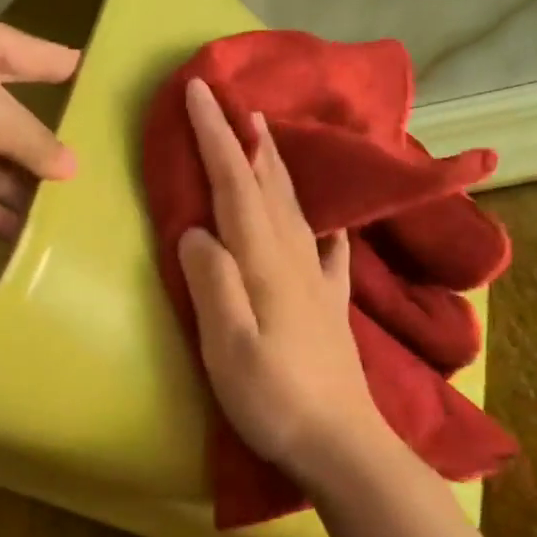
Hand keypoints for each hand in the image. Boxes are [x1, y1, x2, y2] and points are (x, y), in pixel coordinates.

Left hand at [0, 11, 79, 237]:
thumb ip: (31, 140)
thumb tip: (71, 168)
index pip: (26, 53)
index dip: (57, 64)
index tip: (90, 76)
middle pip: (9, 119)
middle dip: (45, 147)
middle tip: (95, 179)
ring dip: (20, 190)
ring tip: (68, 219)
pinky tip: (25, 236)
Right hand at [176, 77, 393, 485]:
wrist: (342, 445)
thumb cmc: (274, 398)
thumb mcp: (227, 345)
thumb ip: (210, 281)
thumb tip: (194, 231)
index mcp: (265, 262)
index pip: (234, 184)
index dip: (215, 135)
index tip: (199, 91)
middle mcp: (294, 259)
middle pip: (267, 186)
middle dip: (245, 139)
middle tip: (233, 100)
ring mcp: (317, 282)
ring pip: (294, 209)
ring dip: (277, 168)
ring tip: (267, 138)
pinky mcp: (329, 307)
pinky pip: (327, 253)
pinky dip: (321, 229)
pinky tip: (328, 228)